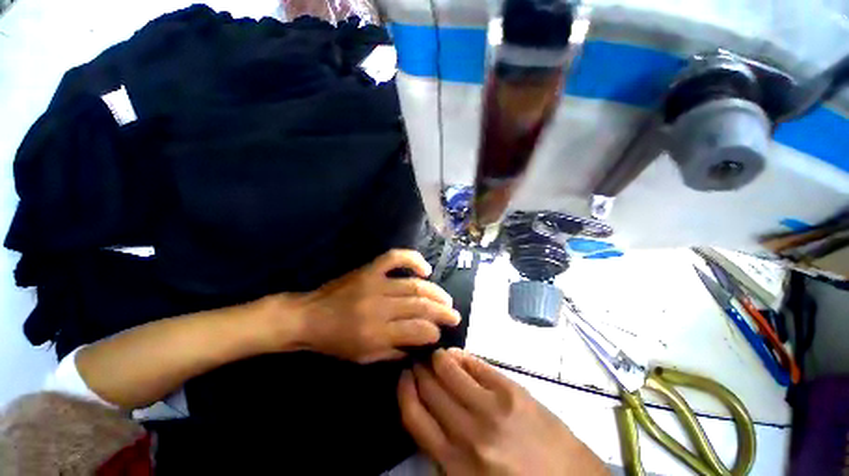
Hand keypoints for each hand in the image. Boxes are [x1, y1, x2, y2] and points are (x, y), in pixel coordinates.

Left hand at [298, 249, 460, 363]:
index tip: (440, 333)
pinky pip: (395, 258)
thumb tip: (420, 342)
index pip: (416, 330)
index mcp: (376, 333)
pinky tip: (425, 269)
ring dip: (435, 292)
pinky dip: (413, 260)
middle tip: (455, 315)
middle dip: (442, 311)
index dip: (433, 332)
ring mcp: (375, 283)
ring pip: (414, 285)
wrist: (308, 317)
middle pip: (420, 306)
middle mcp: (379, 307)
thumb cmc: (334, 342)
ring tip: (447, 299)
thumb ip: (394, 351)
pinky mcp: (369, 269)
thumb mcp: (363, 357)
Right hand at [399, 349, 608, 474]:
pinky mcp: (512, 392)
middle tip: (419, 361)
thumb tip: (427, 410)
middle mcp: (468, 434)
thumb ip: (444, 449)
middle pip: (430, 389)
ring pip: (450, 370)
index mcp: (454, 463)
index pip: (414, 416)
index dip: (404, 390)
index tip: (404, 376)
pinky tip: (457, 355)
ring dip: (439, 359)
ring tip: (436, 356)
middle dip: (420, 371)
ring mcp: (492, 409)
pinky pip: (477, 366)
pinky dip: (462, 357)